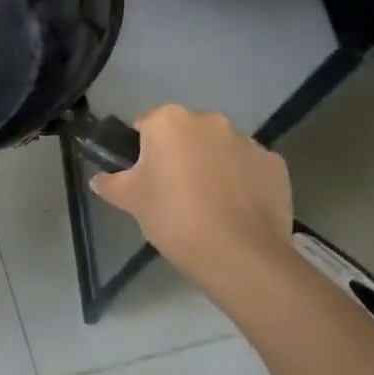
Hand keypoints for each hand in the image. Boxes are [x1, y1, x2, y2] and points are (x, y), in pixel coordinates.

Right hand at [90, 105, 292, 291]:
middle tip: (174, 192)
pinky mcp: (275, 164)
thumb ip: (110, 183)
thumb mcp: (129, 200)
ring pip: (220, 149)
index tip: (146, 178)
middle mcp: (210, 121)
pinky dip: (242, 181)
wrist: (238, 254)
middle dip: (181, 154)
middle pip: (187, 133)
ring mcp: (247, 141)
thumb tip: (98, 179)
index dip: (143, 151)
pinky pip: (249, 167)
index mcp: (169, 121)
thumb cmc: (173, 217)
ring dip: (213, 165)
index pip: (148, 125)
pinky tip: (236, 210)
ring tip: (209, 205)